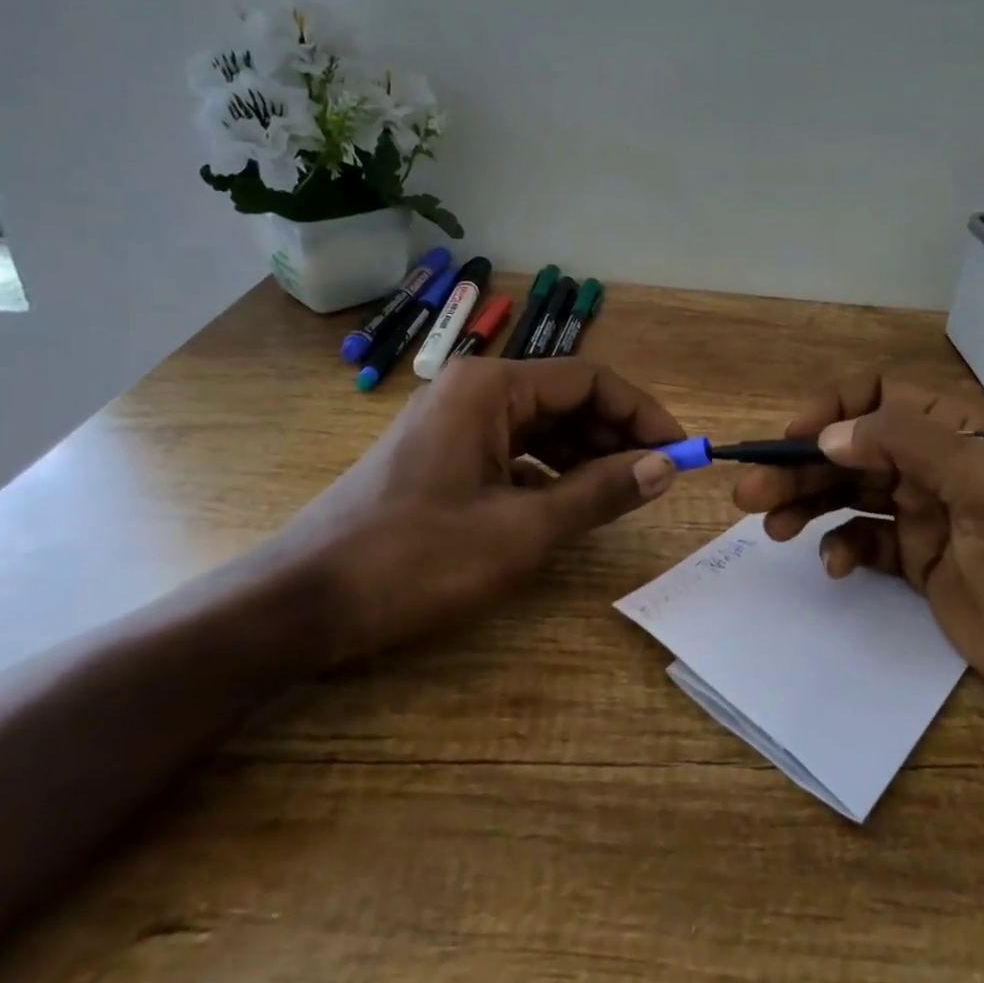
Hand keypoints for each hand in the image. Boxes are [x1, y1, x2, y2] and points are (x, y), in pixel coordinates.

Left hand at [281, 357, 681, 663]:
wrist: (304, 602)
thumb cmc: (416, 559)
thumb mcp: (522, 530)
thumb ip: (600, 492)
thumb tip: (666, 467)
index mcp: (491, 387)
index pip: (590, 379)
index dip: (642, 413)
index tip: (680, 452)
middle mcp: (473, 389)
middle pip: (567, 398)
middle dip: (616, 434)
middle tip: (656, 478)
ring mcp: (454, 420)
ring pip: (541, 424)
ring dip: (586, 454)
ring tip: (621, 493)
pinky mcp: (442, 452)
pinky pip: (514, 448)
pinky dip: (549, 470)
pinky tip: (567, 503)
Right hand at [731, 375, 983, 718]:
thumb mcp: (982, 485)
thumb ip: (906, 444)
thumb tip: (827, 436)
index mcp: (951, 430)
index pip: (876, 394)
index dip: (831, 409)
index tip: (793, 439)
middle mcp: (930, 463)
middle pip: (849, 449)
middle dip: (799, 466)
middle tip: (751, 493)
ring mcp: (920, 511)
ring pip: (846, 492)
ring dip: (805, 503)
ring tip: (769, 525)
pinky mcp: (913, 557)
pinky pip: (861, 539)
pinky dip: (840, 546)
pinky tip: (834, 565)